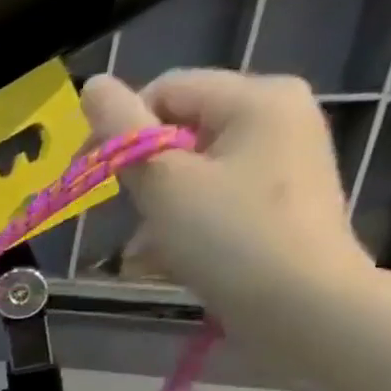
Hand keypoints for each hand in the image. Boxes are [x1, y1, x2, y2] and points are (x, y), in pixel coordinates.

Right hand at [80, 71, 375, 314]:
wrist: (301, 306)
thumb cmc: (227, 237)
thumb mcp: (163, 181)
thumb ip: (122, 130)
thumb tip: (92, 85)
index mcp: (256, 97)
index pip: (165, 90)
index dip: (119, 127)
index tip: (89, 175)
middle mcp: (278, 116)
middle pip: (180, 127)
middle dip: (141, 170)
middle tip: (123, 212)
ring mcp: (284, 159)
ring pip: (193, 166)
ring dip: (157, 200)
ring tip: (146, 244)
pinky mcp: (281, 199)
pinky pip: (216, 193)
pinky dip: (185, 217)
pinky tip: (170, 253)